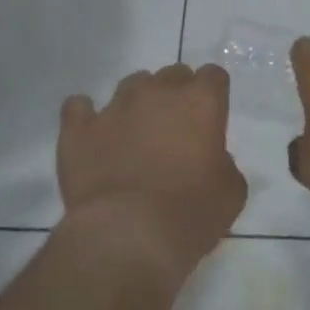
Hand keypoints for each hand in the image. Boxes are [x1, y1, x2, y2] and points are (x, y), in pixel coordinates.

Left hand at [58, 64, 245, 274]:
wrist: (128, 235)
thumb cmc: (191, 213)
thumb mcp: (231, 191)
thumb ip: (223, 162)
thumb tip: (210, 159)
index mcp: (202, 102)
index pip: (213, 75)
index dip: (213, 95)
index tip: (211, 117)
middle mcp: (158, 92)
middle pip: (172, 74)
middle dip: (177, 94)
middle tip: (176, 128)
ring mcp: (115, 107)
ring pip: (131, 84)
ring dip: (138, 102)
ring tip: (136, 132)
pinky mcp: (79, 129)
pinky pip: (78, 107)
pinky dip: (86, 116)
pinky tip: (92, 133)